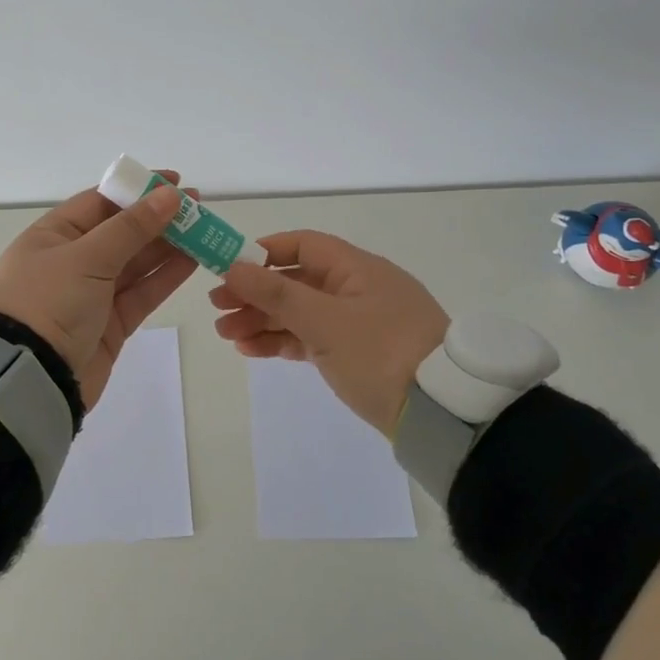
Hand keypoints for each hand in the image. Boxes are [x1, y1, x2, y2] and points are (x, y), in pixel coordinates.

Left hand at [0, 176, 197, 409]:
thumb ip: (132, 228)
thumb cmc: (48, 303)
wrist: (29, 378)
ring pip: (136, 262)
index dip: (137, 190)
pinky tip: (194, 259)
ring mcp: (92, 293)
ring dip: (168, 246)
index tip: (174, 182)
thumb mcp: (87, 257)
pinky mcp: (110, 324)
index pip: (100, 202)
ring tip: (205, 229)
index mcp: (53, 235)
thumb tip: (169, 195)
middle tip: (199, 207)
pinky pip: (142, 292)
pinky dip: (166, 276)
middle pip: (121, 231)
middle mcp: (71, 260)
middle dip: (159, 218)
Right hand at [211, 231, 448, 438]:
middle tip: (218, 308)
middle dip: (256, 293)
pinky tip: (252, 350)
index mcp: (357, 268)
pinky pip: (312, 339)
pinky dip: (283, 341)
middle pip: (297, 281)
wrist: (441, 414)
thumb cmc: (381, 353)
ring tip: (226, 335)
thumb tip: (233, 266)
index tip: (229, 267)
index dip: (264, 252)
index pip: (303, 245)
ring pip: (301, 312)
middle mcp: (357, 289)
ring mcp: (358, 324)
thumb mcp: (324, 321)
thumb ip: (277, 293)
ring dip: (263, 320)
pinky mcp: (357, 355)